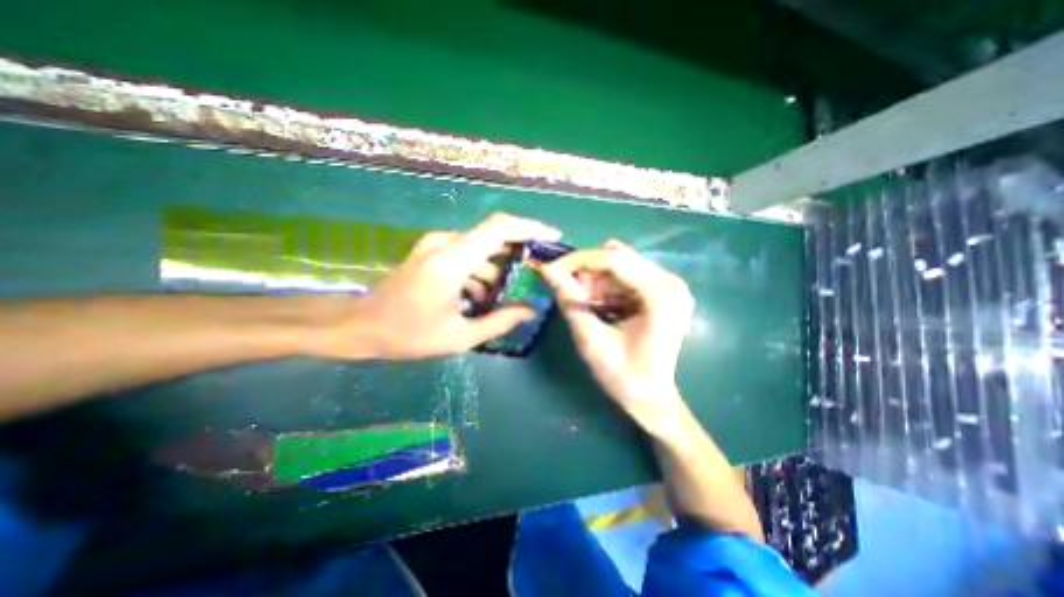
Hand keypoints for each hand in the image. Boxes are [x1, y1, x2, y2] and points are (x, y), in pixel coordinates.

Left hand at [315, 212, 559, 358]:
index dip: (529, 228)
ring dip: (497, 269)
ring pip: (481, 248)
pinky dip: (480, 271)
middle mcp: (444, 245)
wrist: (361, 325)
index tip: (552, 237)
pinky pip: (466, 254)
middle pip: (494, 235)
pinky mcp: (431, 251)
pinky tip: (480, 297)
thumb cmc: (407, 334)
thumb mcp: (459, 336)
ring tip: (501, 299)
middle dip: (519, 252)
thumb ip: (499, 321)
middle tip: (534, 274)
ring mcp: (436, 246)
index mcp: (451, 263)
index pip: (498, 228)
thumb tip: (530, 311)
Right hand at [542, 240, 700, 422]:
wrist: (651, 399)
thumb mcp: (592, 339)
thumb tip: (548, 270)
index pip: (614, 260)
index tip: (551, 269)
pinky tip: (597, 304)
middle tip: (565, 288)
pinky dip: (606, 286)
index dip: (578, 260)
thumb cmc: (624, 376)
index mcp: (661, 293)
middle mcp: (671, 282)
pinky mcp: (663, 292)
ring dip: (595, 280)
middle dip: (586, 271)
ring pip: (621, 266)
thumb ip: (571, 301)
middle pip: (619, 259)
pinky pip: (627, 277)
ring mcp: (670, 285)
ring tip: (582, 302)